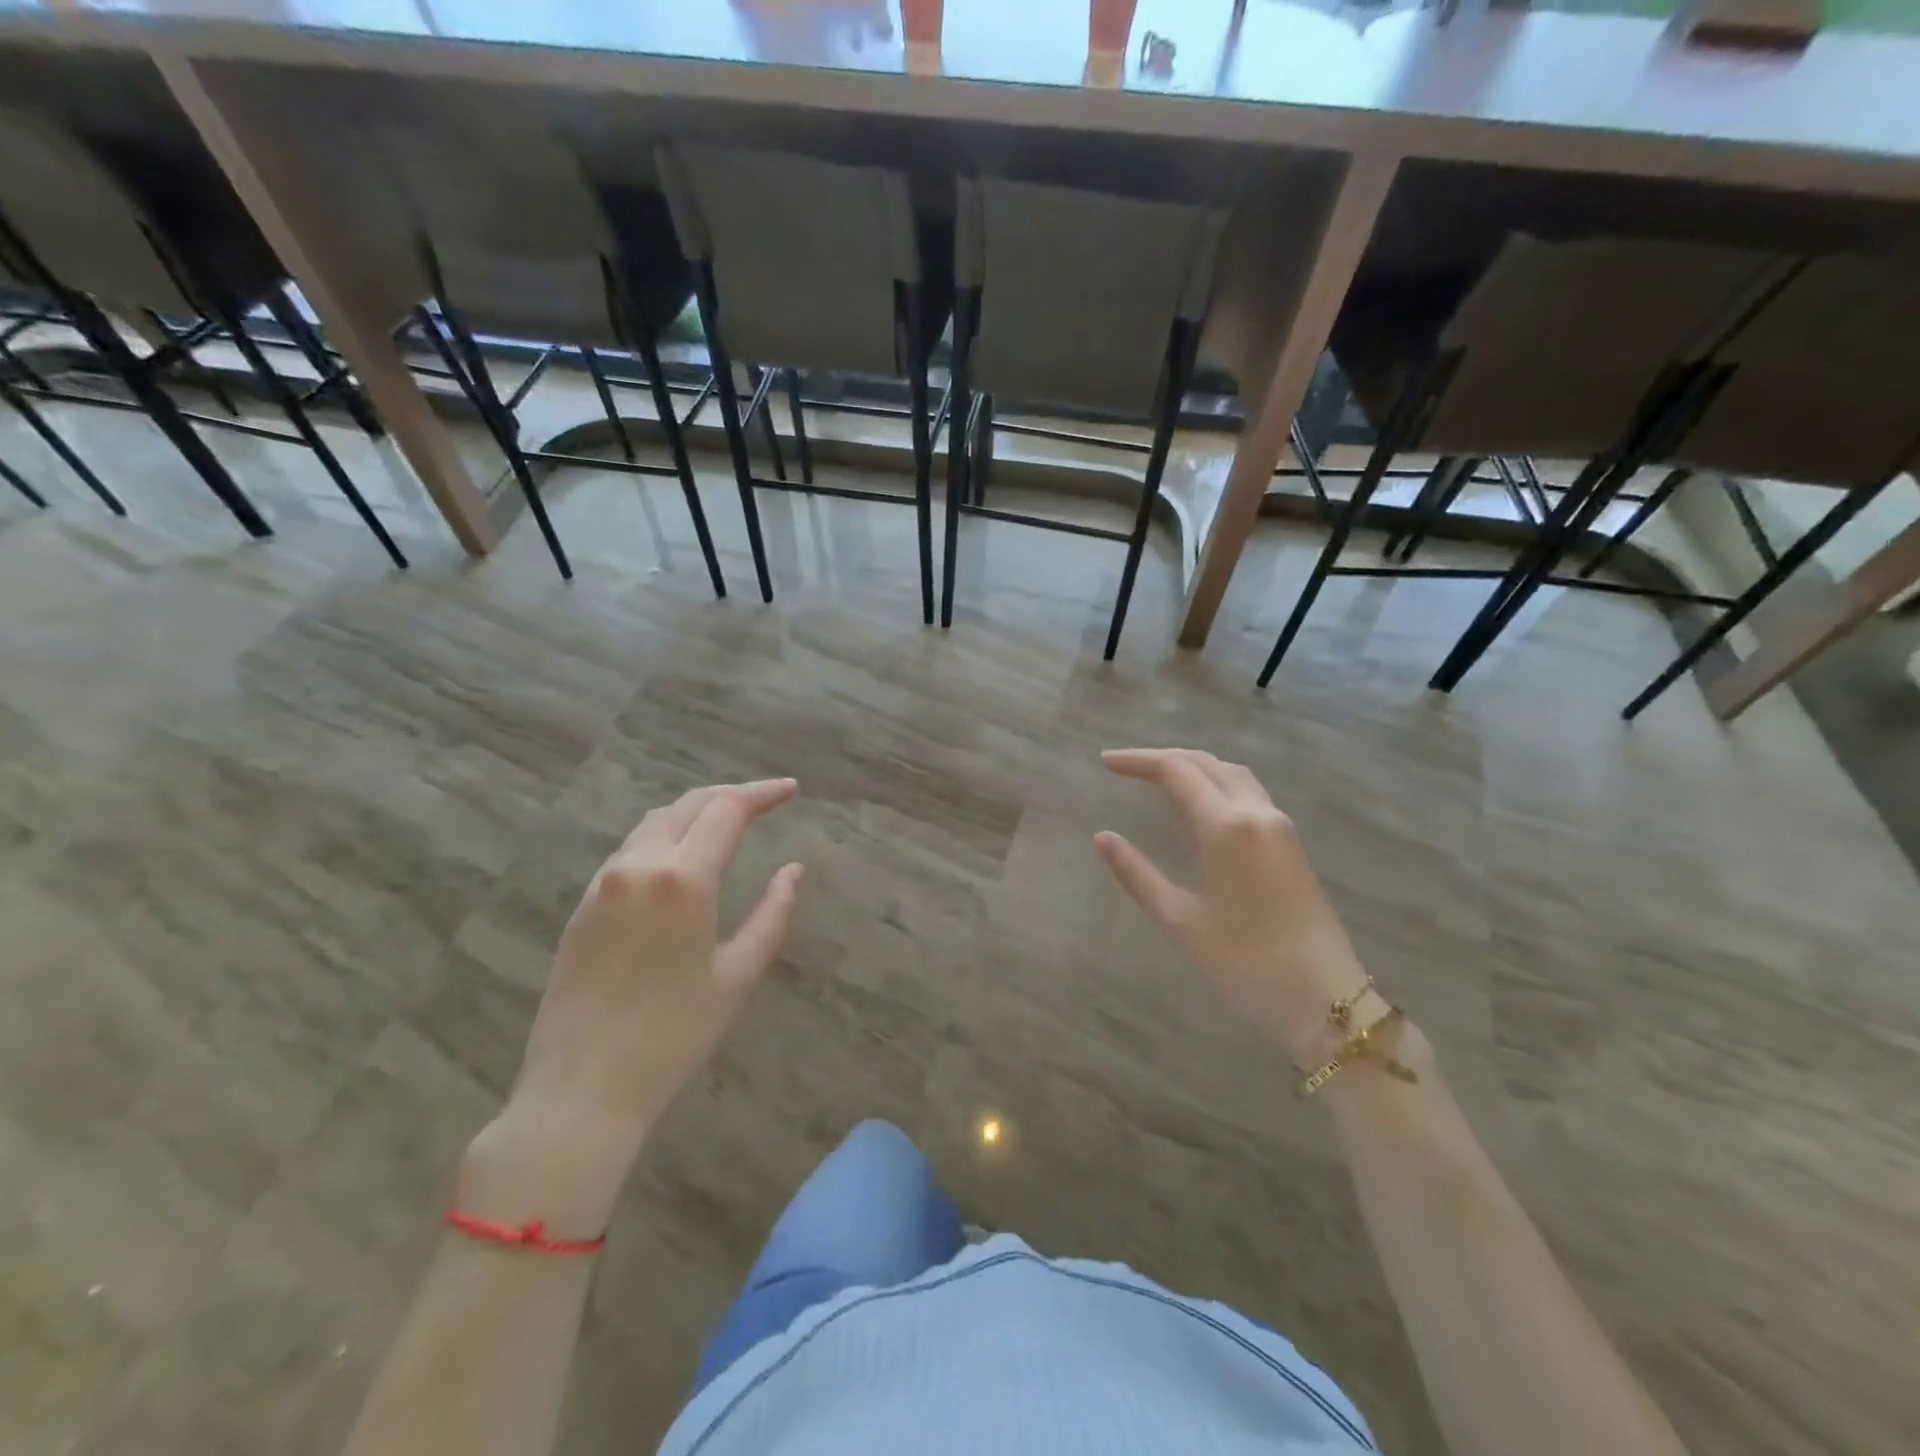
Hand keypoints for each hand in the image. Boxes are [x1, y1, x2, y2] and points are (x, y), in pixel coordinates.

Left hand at [465, 780, 802, 1227]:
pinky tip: (682, 855)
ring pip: (655, 823)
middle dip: (731, 795)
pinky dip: (666, 836)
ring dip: (696, 812)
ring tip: (728, 819)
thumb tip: (793, 870)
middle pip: (689, 805)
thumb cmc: (674, 1035)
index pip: (727, 810)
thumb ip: (773, 914)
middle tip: (766, 799)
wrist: (582, 1089)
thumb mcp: (739, 976)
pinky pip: (631, 850)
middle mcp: (639, 865)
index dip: (763, 794)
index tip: (791, 789)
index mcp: (683, 879)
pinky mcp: (583, 905)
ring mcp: (603, 883)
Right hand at [1095, 749, 1369, 1067]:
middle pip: (1204, 763)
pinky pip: (1248, 790)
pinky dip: (1216, 781)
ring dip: (1193, 765)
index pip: (1176, 771)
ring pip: (1231, 772)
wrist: (1326, 997)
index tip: (1105, 762)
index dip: (1138, 761)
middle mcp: (1255, 812)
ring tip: (1159, 777)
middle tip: (1124, 766)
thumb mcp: (1181, 921)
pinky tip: (1202, 803)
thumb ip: (1137, 875)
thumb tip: (1102, 837)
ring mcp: (1279, 824)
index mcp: (1225, 826)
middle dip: (1161, 758)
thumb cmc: (1246, 962)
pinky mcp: (1291, 841)